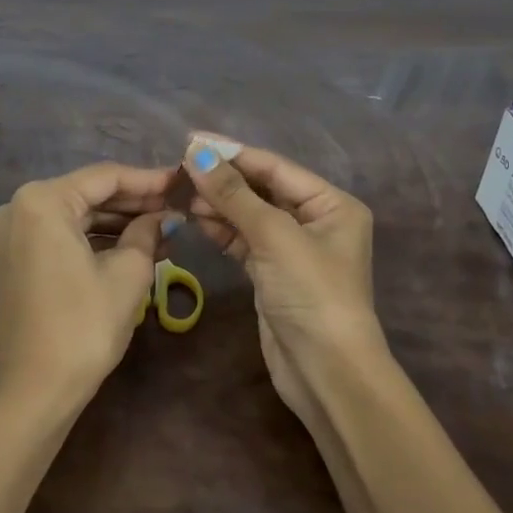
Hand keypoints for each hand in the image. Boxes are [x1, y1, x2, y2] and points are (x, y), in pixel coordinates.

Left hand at [0, 162, 176, 402]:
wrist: (33, 391)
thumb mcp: (128, 274)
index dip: (148, 180)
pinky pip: (63, 235)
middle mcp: (20, 206)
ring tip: (166, 229)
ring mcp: (14, 233)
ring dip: (119, 222)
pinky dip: (97, 239)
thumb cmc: (83, 326)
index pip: (105, 177)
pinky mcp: (17, 257)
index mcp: (42, 200)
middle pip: (89, 193)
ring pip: (77, 215)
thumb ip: (148, 233)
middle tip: (178, 206)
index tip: (183, 181)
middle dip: (135, 202)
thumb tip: (165, 217)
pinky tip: (135, 246)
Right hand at [181, 136, 388, 427]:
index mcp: (331, 204)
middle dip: (224, 180)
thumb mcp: (274, 236)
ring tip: (183, 194)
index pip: (276, 167)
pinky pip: (244, 240)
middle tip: (180, 169)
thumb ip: (233, 194)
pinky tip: (196, 218)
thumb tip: (197, 152)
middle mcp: (316, 221)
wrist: (326, 372)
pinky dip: (222, 229)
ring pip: (250, 215)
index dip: (234, 153)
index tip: (192, 140)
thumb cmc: (311, 293)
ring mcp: (293, 249)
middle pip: (262, 189)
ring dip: (219, 204)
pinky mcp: (273, 274)